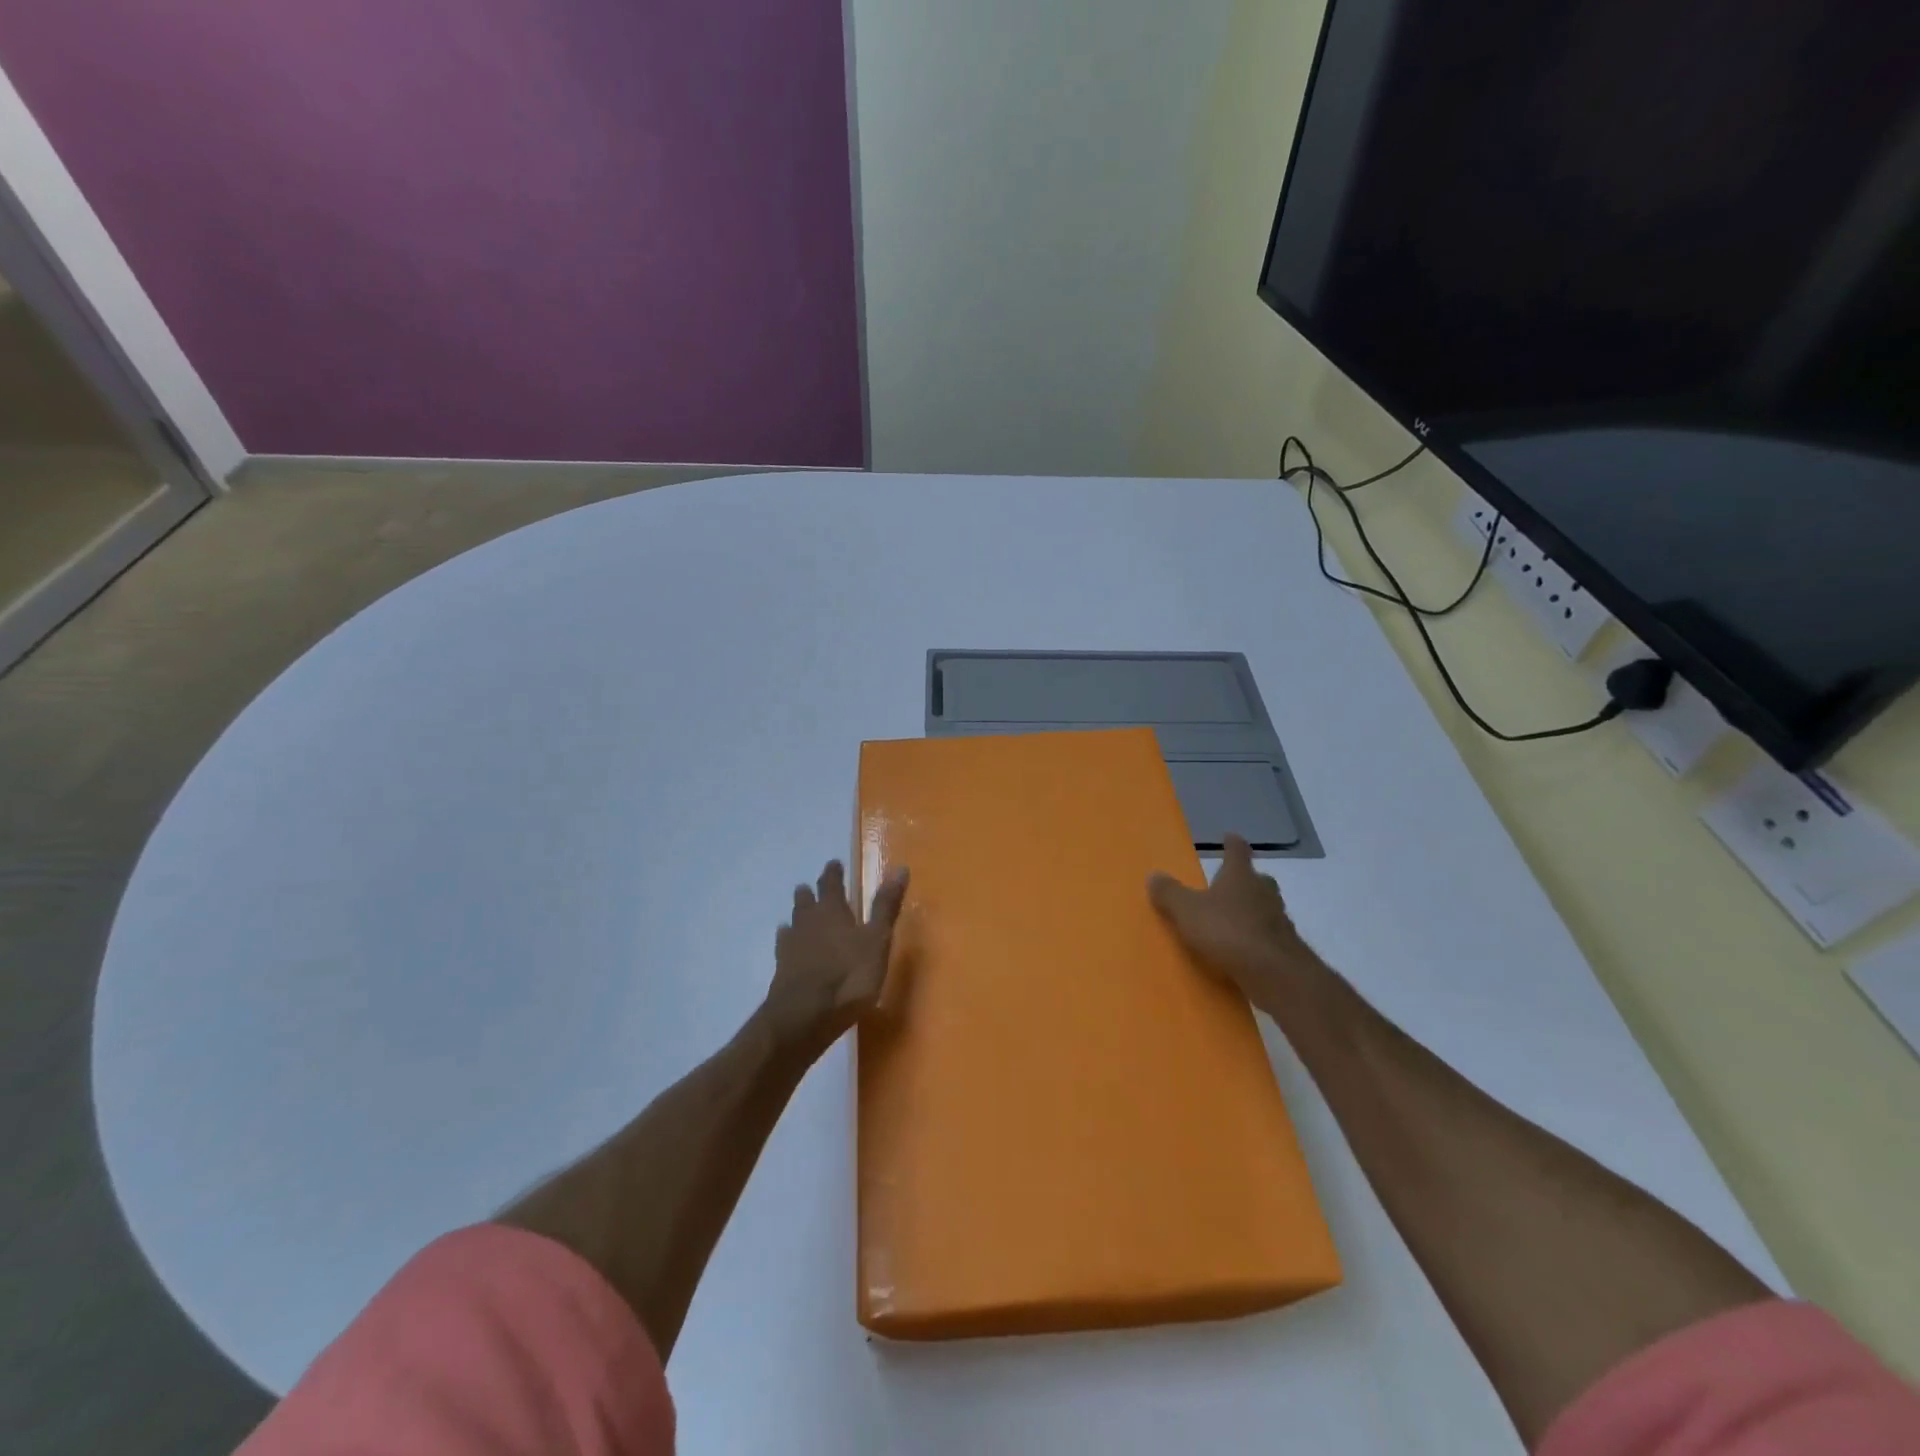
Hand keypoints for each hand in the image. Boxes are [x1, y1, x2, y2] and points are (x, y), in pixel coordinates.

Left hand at [762, 860, 909, 1059]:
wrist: (804, 1017)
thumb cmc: (849, 977)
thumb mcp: (877, 941)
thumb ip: (886, 906)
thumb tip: (900, 867)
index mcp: (833, 911)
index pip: (832, 885)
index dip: (833, 873)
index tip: (834, 864)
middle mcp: (809, 922)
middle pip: (807, 901)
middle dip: (811, 892)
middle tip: (810, 885)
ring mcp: (792, 946)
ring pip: (794, 920)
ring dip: (798, 912)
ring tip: (798, 909)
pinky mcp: (782, 969)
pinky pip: (784, 945)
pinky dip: (786, 938)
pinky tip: (786, 941)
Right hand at [1148, 835, 1322, 1013]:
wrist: (1274, 973)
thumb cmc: (1228, 931)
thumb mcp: (1187, 911)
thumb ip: (1170, 893)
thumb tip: (1153, 874)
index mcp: (1240, 876)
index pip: (1237, 851)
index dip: (1232, 844)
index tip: (1230, 837)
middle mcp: (1263, 892)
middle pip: (1256, 879)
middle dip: (1245, 880)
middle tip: (1229, 884)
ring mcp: (1279, 920)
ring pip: (1264, 907)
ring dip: (1251, 910)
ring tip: (1232, 919)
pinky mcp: (1285, 948)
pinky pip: (1267, 935)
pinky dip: (1256, 937)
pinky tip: (1243, 949)